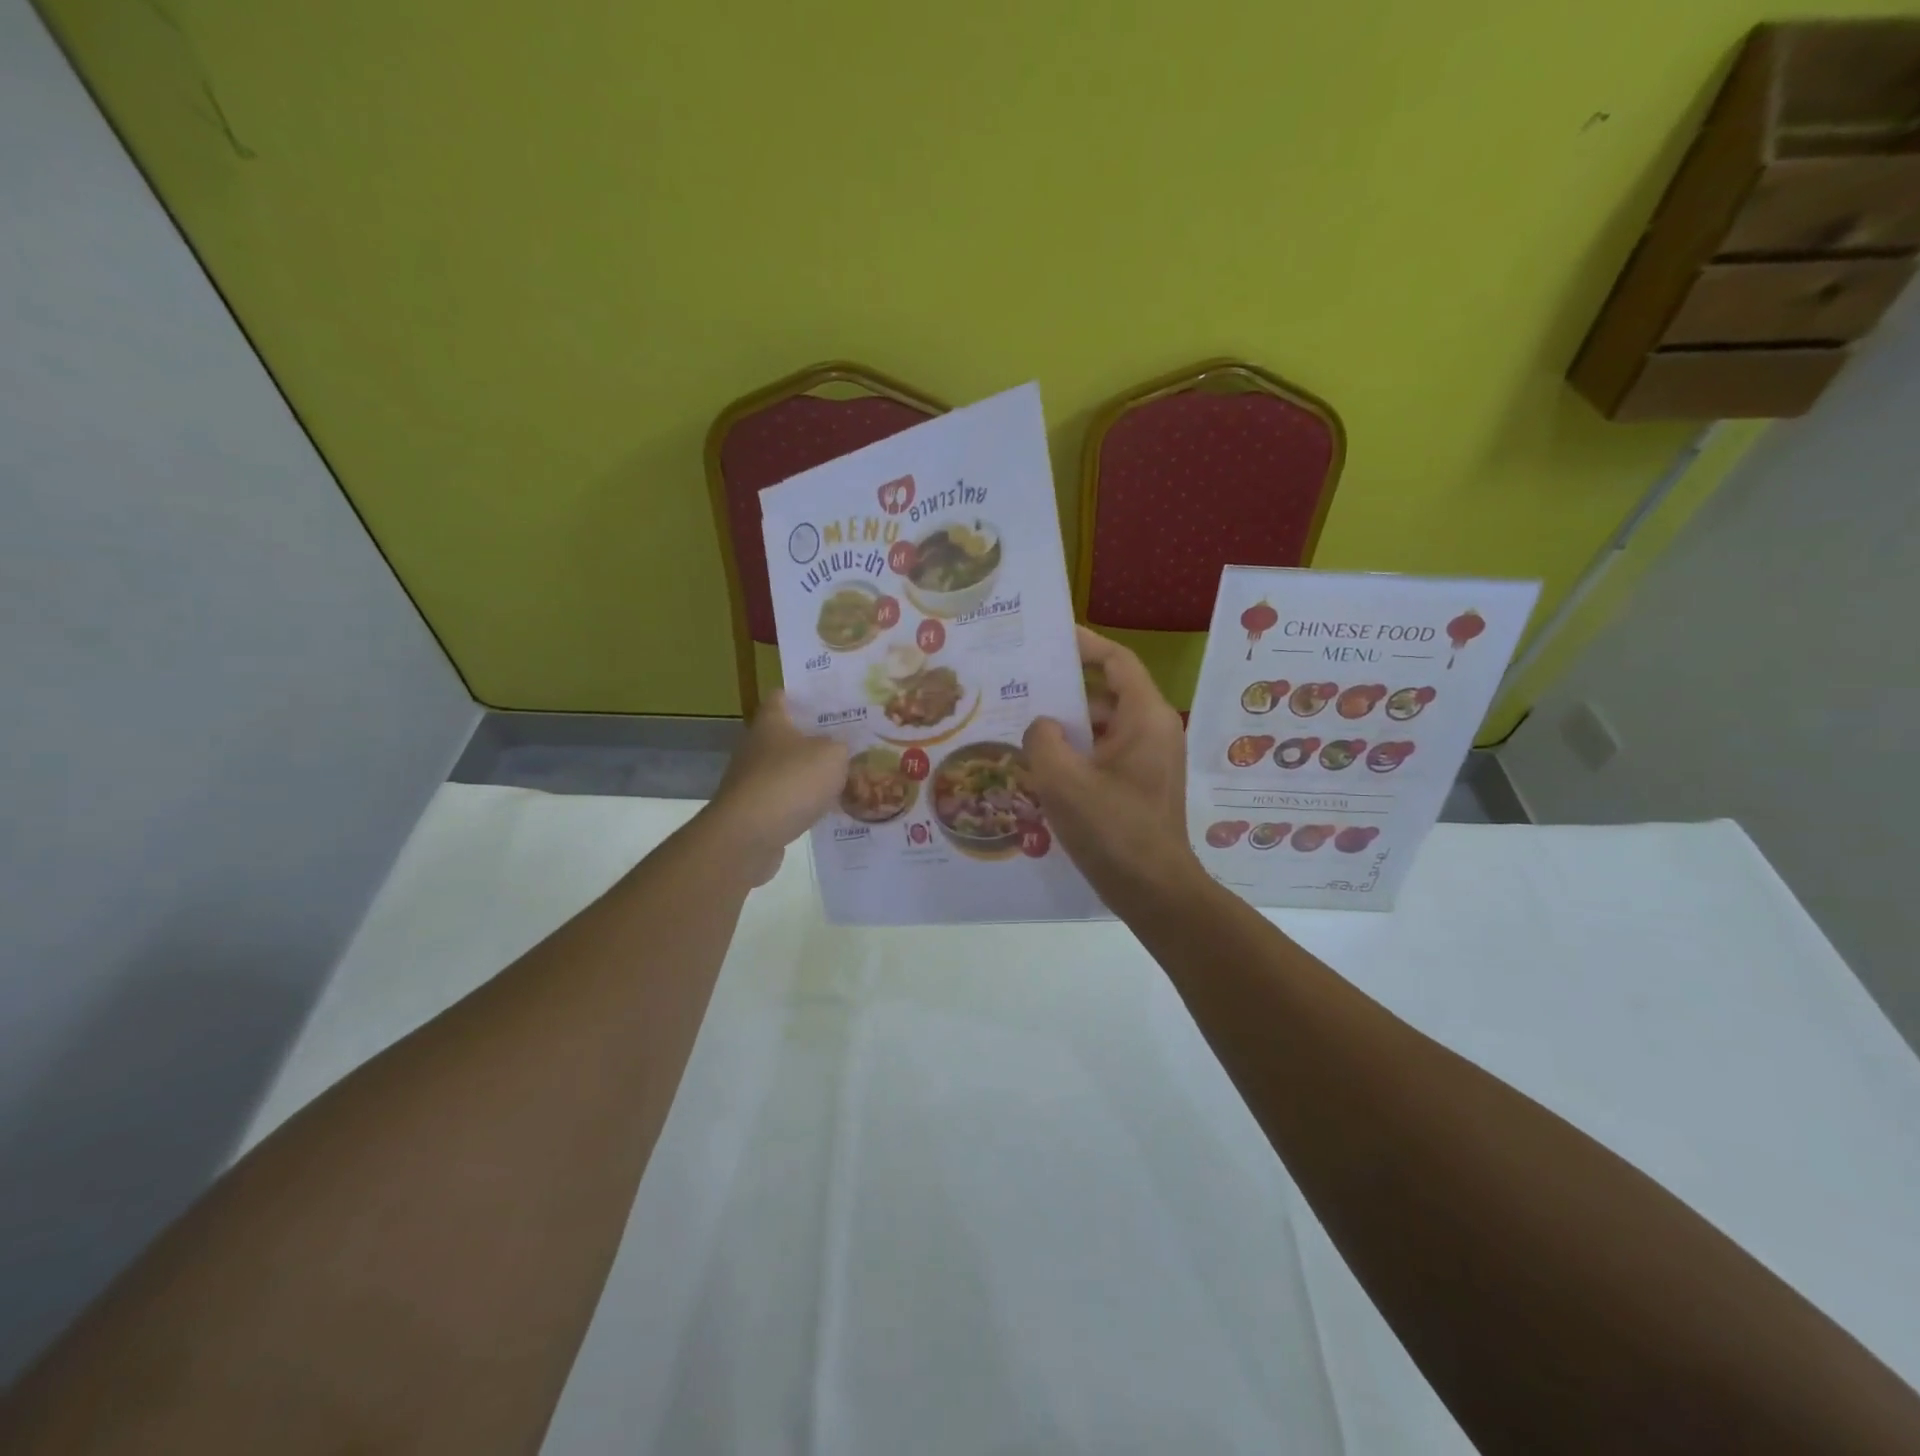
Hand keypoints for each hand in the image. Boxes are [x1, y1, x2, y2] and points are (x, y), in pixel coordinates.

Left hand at [704, 692, 849, 886]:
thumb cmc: (791, 781)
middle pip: (786, 734)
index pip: (782, 696)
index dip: (804, 696)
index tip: (830, 700)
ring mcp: (751, 779)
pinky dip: (802, 802)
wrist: (748, 835)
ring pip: (786, 768)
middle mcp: (755, 745)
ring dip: (809, 773)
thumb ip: (842, 746)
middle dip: (814, 737)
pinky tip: (827, 809)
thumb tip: (839, 747)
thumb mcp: (832, 755)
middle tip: (848, 740)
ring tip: (843, 777)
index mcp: (771, 722)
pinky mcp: (753, 810)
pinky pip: (784, 798)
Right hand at [1024, 627, 1196, 898]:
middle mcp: (1154, 730)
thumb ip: (1043, 739)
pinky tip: (1042, 766)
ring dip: (1068, 725)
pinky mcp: (1141, 785)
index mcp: (1145, 717)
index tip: (1050, 636)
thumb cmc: (1112, 829)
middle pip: (1107, 693)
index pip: (1117, 661)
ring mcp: (1150, 760)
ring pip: (1104, 727)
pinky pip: (1106, 753)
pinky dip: (1079, 752)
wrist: (1154, 891)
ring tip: (1024, 726)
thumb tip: (1043, 727)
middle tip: (1022, 686)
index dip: (1085, 644)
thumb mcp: (1063, 780)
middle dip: (1066, 689)